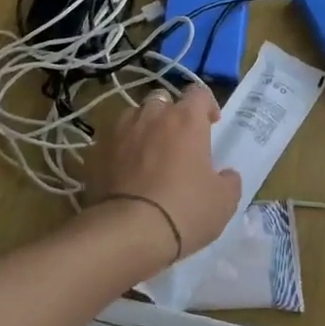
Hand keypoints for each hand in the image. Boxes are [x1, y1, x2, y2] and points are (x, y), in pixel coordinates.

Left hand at [84, 84, 241, 264]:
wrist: (128, 232)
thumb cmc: (185, 210)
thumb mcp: (224, 201)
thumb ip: (229, 181)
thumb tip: (226, 175)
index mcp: (186, 120)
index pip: (198, 93)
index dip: (206, 106)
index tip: (211, 124)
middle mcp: (151, 116)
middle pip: (162, 101)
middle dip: (171, 115)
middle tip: (178, 140)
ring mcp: (119, 131)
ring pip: (133, 117)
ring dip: (143, 128)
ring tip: (148, 154)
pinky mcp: (95, 152)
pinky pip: (112, 141)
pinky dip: (120, 150)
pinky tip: (124, 172)